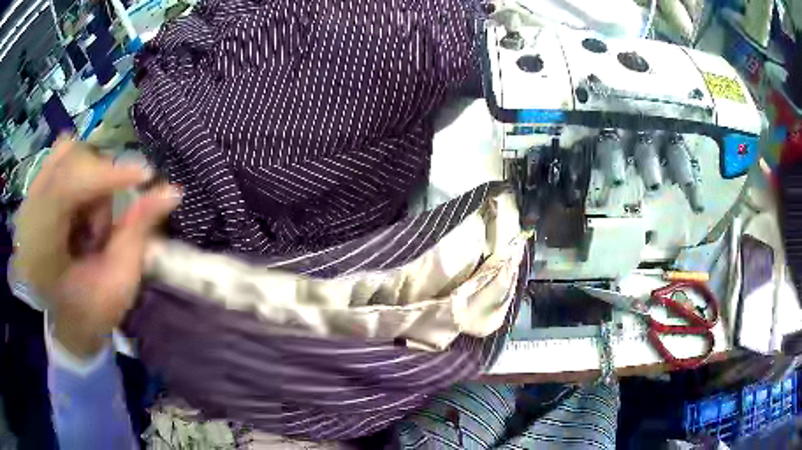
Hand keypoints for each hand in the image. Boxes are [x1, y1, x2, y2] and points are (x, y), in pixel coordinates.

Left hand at [13, 136, 180, 358]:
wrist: (65, 323)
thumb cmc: (92, 312)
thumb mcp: (118, 281)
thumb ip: (138, 230)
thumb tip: (172, 191)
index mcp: (41, 249)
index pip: (67, 187)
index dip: (107, 174)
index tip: (145, 175)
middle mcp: (29, 213)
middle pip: (70, 162)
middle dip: (99, 184)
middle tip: (107, 225)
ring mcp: (29, 198)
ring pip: (66, 153)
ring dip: (89, 180)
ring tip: (89, 223)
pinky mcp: (34, 190)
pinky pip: (59, 157)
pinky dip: (79, 170)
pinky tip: (81, 204)